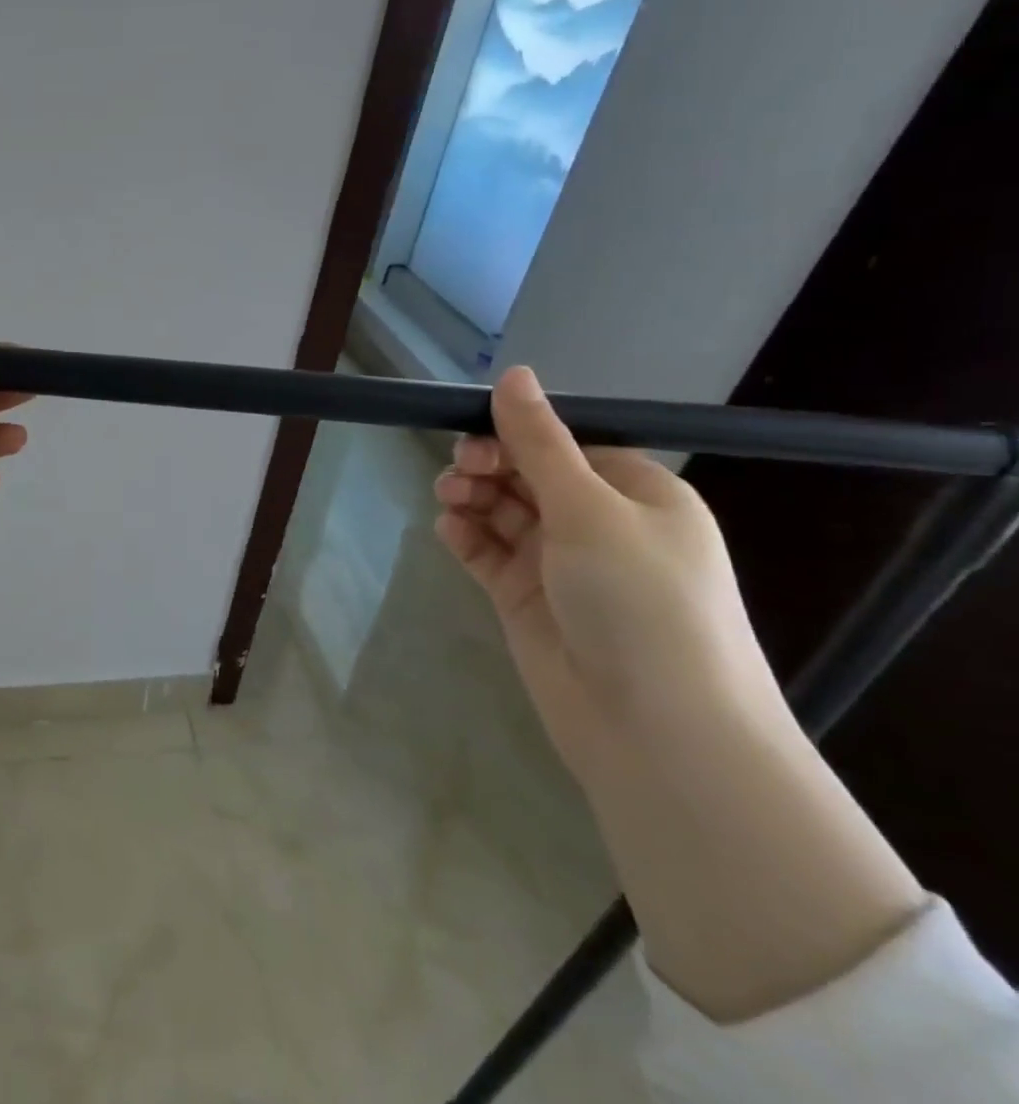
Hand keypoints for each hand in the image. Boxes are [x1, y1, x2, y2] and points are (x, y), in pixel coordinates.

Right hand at [432, 366, 785, 778]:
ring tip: (449, 499)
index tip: (474, 432)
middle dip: (490, 465)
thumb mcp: (590, 509)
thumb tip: (513, 374)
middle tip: (459, 471)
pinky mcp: (527, 600)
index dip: (519, 433)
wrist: (656, 729)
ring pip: (504, 512)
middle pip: (530, 476)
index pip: (568, 445)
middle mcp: (601, 525)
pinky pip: (489, 554)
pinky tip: (449, 530)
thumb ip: (540, 442)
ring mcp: (561, 565)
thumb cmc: (640, 601)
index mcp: (638, 495)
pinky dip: (467, 537)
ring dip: (474, 498)